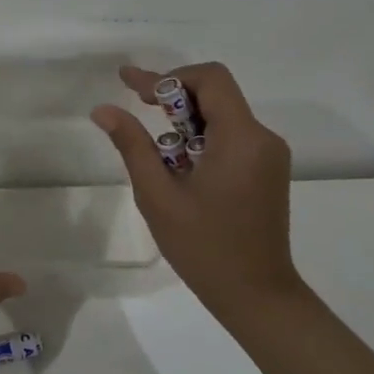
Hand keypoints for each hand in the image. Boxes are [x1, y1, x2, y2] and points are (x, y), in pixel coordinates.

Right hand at [92, 62, 304, 325]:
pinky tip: (178, 163)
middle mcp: (262, 138)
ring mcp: (269, 155)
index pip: (210, 79)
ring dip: (186, 119)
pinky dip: (201, 137)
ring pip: (223, 114)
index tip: (133, 87)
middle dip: (174, 95)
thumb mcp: (158, 196)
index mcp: (240, 139)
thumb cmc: (204, 247)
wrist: (257, 296)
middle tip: (136, 106)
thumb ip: (132, 146)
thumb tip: (103, 110)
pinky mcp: (268, 170)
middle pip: (216, 93)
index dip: (169, 77)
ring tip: (155, 147)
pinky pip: (232, 136)